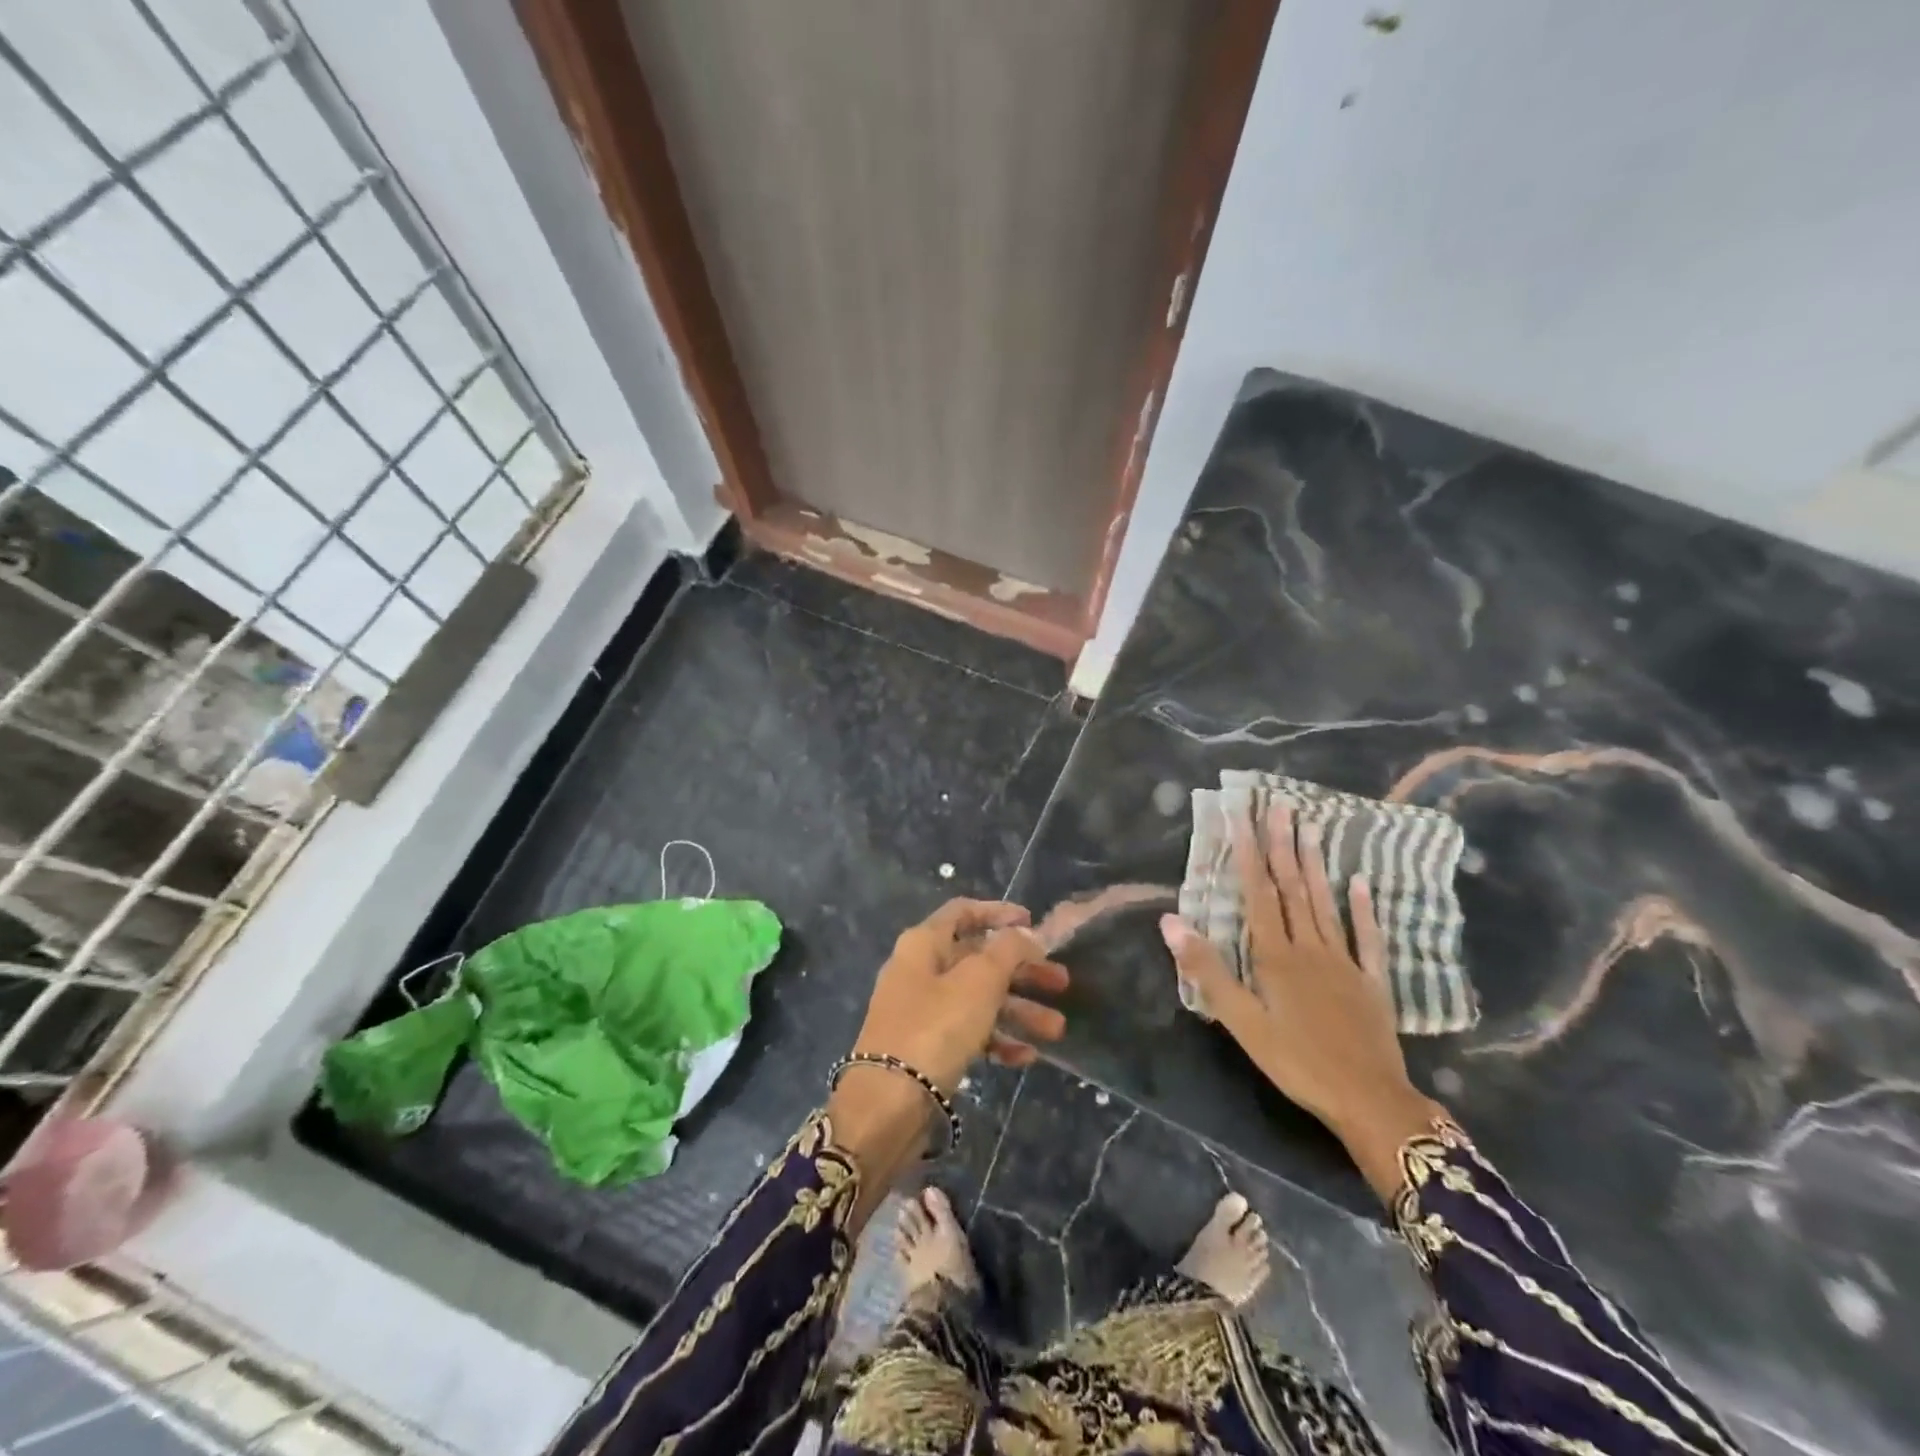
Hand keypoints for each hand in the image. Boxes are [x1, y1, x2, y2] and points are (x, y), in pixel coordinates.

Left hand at [829, 899, 1067, 1223]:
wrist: (887, 1105)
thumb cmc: (935, 1027)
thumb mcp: (979, 981)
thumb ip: (1008, 951)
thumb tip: (1025, 934)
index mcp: (924, 943)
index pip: (963, 912)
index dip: (999, 913)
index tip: (1033, 922)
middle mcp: (920, 970)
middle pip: (978, 959)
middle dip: (1022, 970)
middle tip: (1061, 982)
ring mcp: (921, 1011)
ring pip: (978, 1000)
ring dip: (1019, 1011)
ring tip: (1057, 1029)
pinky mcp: (926, 1048)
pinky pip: (968, 1034)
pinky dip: (997, 1040)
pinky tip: (1027, 1057)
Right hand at [1159, 804, 1444, 1200]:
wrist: (1369, 1100)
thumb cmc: (1296, 1062)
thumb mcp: (1241, 1021)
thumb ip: (1207, 970)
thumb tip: (1170, 921)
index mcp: (1274, 955)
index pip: (1257, 892)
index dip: (1248, 852)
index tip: (1241, 816)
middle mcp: (1308, 947)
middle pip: (1292, 888)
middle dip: (1282, 845)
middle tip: (1279, 806)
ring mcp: (1343, 961)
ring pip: (1324, 903)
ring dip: (1314, 864)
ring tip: (1310, 827)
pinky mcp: (1371, 981)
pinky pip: (1366, 937)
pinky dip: (1363, 908)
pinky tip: (1360, 883)